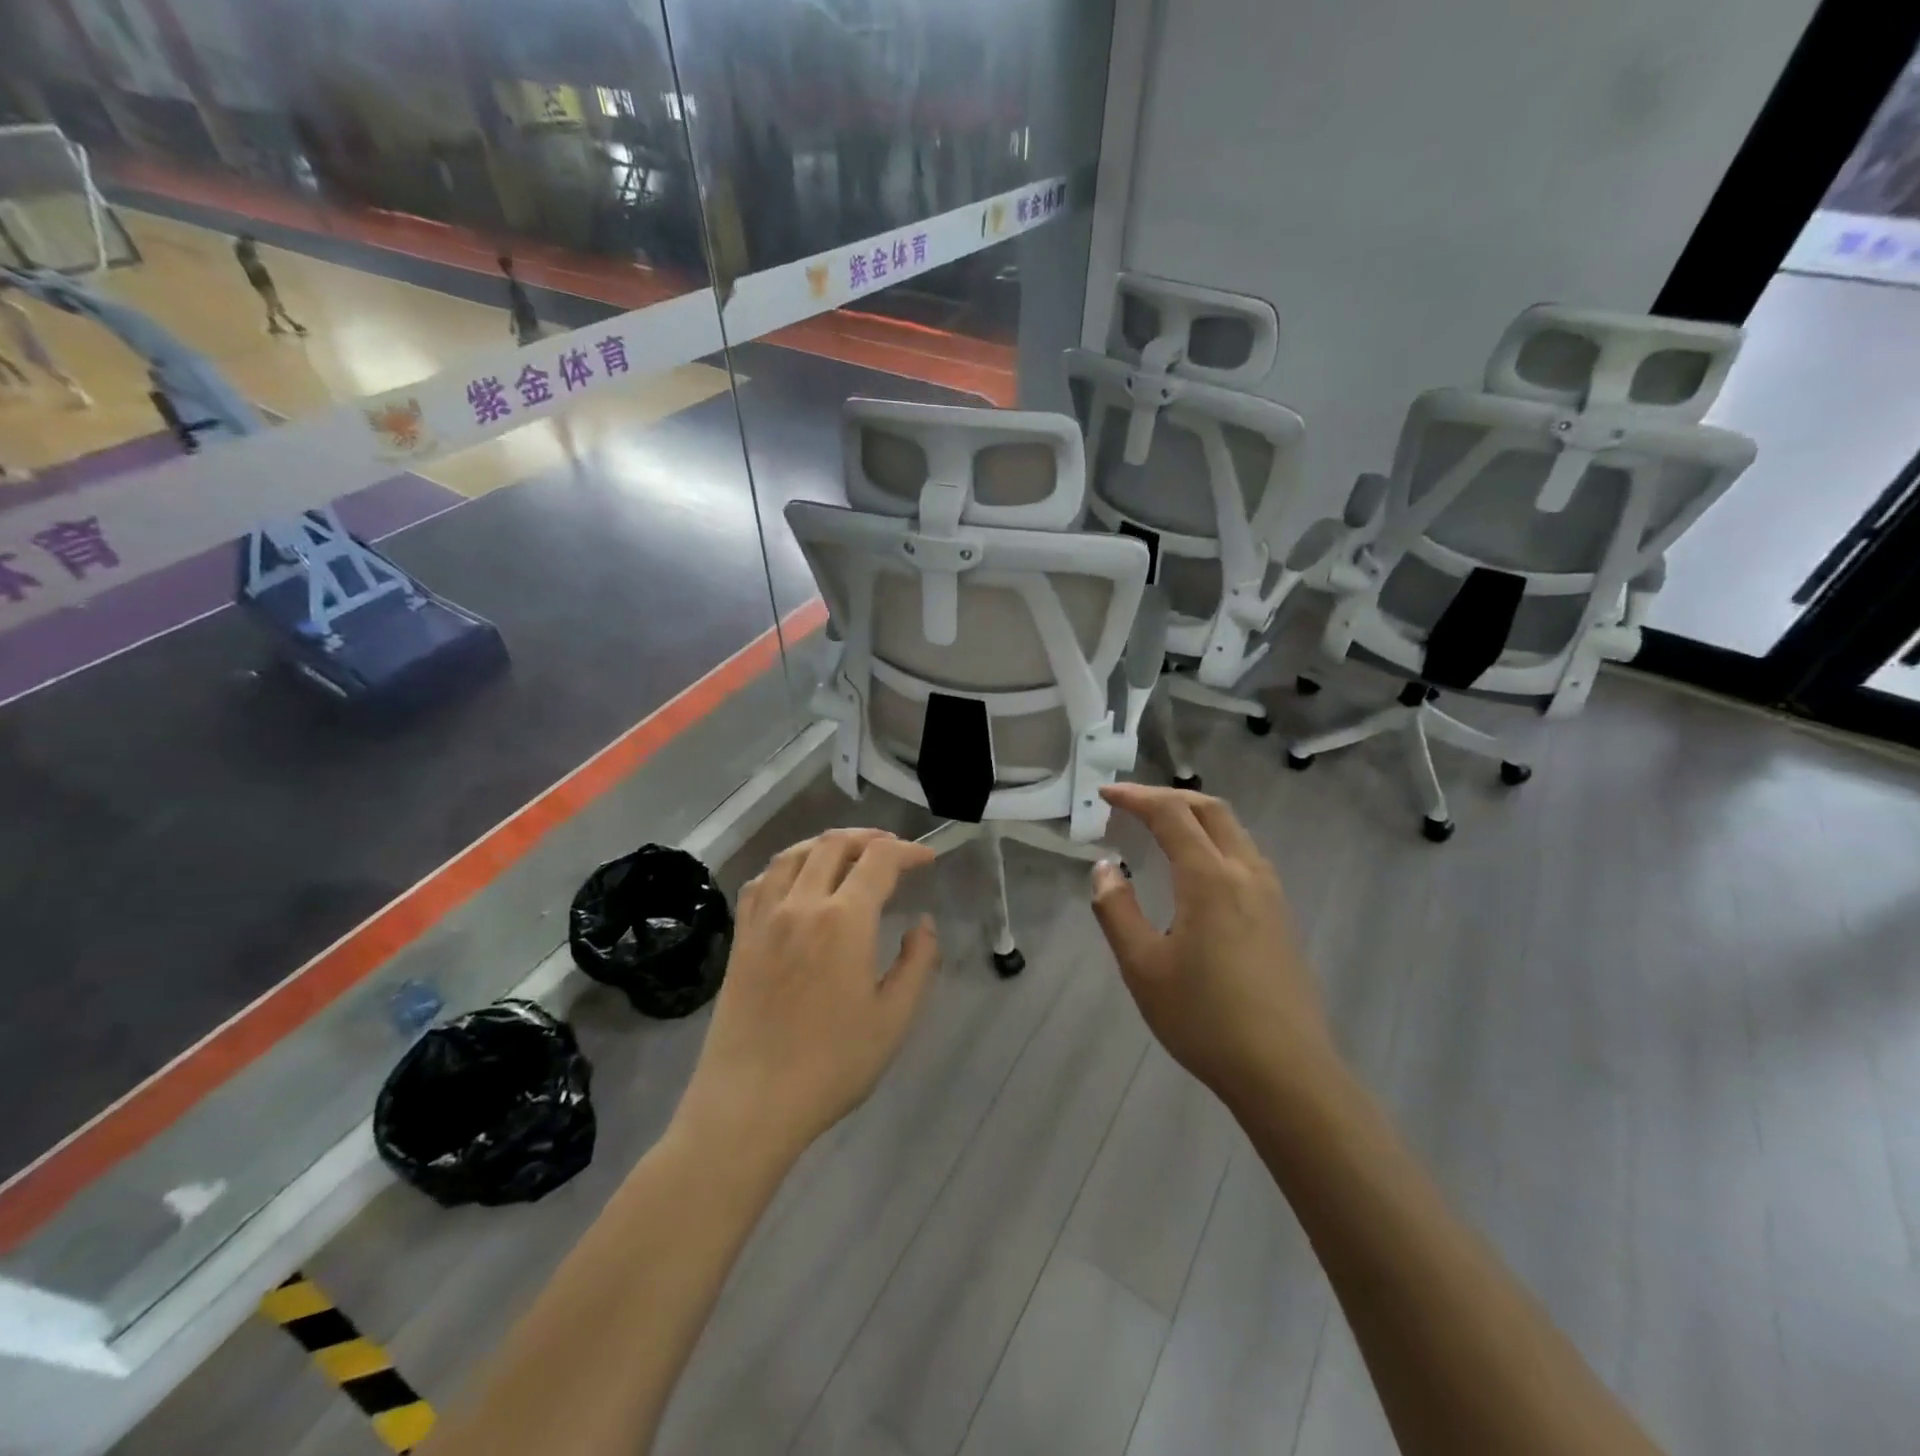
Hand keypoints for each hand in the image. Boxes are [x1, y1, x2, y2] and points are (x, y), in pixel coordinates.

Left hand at [680, 829, 939, 1158]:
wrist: (749, 1103)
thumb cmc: (831, 1065)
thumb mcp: (893, 1018)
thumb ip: (918, 962)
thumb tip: (924, 923)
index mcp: (843, 920)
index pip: (879, 861)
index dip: (908, 851)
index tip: (927, 859)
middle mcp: (801, 904)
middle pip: (834, 845)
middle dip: (869, 839)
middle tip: (893, 850)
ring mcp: (764, 918)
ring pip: (794, 854)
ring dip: (827, 844)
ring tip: (849, 853)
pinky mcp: (741, 937)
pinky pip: (762, 880)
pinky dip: (786, 865)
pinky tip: (796, 879)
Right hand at [1090, 784, 1332, 1101]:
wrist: (1285, 1071)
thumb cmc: (1204, 1018)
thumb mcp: (1142, 967)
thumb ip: (1117, 910)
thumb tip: (1104, 868)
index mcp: (1209, 878)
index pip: (1171, 814)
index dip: (1136, 797)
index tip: (1105, 793)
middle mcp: (1245, 873)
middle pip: (1210, 809)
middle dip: (1169, 797)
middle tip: (1131, 804)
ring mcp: (1270, 894)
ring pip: (1234, 831)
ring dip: (1195, 816)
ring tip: (1161, 829)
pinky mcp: (1281, 916)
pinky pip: (1245, 855)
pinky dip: (1215, 840)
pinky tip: (1198, 870)